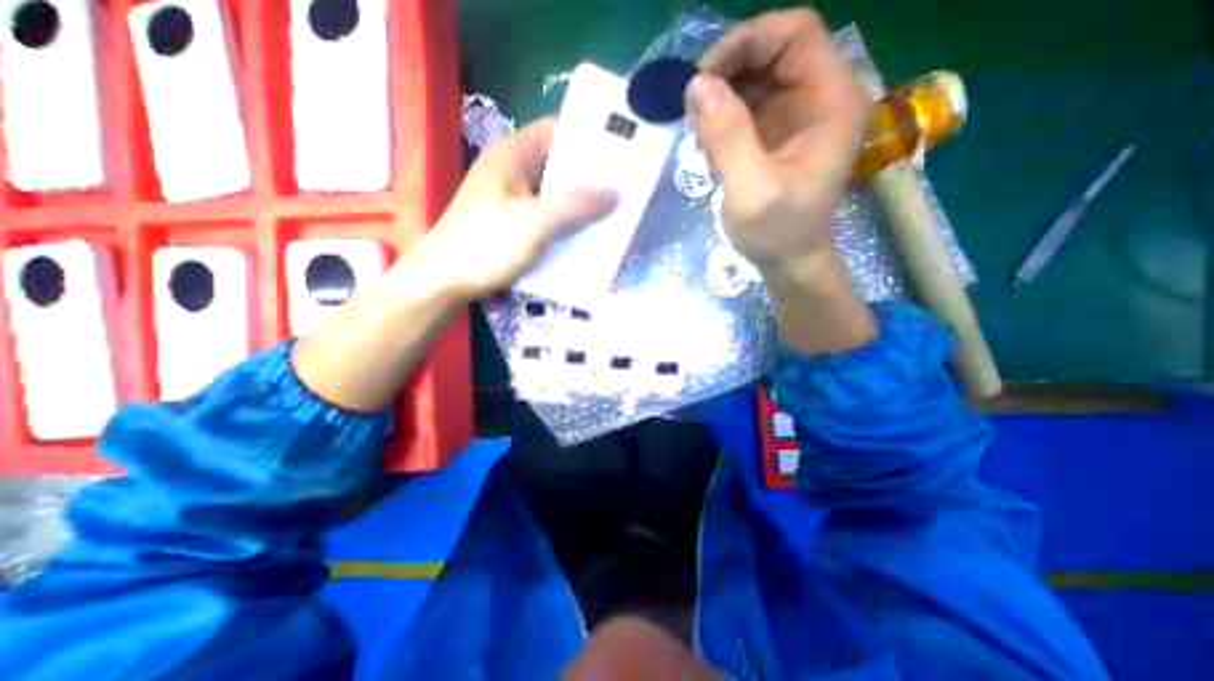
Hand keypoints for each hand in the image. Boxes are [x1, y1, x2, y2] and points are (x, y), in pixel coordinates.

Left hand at [413, 116, 619, 300]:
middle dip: (591, 177)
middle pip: (559, 163)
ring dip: (580, 203)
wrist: (444, 281)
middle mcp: (512, 168)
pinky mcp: (512, 220)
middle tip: (625, 188)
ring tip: (614, 211)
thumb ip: (577, 205)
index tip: (623, 155)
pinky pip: (547, 213)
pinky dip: (566, 221)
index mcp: (513, 153)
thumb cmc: (486, 245)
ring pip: (554, 192)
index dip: (591, 139)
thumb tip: (617, 192)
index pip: (559, 130)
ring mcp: (512, 196)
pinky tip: (586, 233)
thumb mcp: (535, 223)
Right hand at [681, 9, 872, 274]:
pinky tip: (709, 144)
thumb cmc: (777, 232)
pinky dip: (722, 116)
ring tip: (699, 131)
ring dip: (721, 95)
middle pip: (773, 51)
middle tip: (692, 104)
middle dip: (728, 69)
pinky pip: (747, 105)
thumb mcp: (751, 191)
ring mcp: (797, 115)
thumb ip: (727, 138)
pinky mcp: (776, 134)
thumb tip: (696, 85)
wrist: (789, 262)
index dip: (747, 42)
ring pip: (756, 77)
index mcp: (831, 101)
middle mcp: (819, 97)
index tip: (703, 76)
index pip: (795, 34)